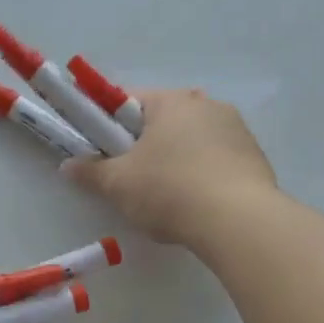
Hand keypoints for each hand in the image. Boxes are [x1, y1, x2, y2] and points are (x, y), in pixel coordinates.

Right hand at [64, 88, 277, 244]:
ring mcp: (236, 128)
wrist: (237, 221)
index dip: (108, 123)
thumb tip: (68, 166)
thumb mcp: (118, 184)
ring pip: (191, 139)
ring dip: (175, 158)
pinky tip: (196, 202)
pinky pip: (216, 158)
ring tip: (165, 196)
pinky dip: (202, 173)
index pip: (128, 101)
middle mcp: (206, 104)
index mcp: (171, 101)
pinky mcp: (255, 155)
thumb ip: (90, 172)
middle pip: (162, 119)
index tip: (100, 149)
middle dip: (144, 144)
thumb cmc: (169, 191)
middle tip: (129, 177)